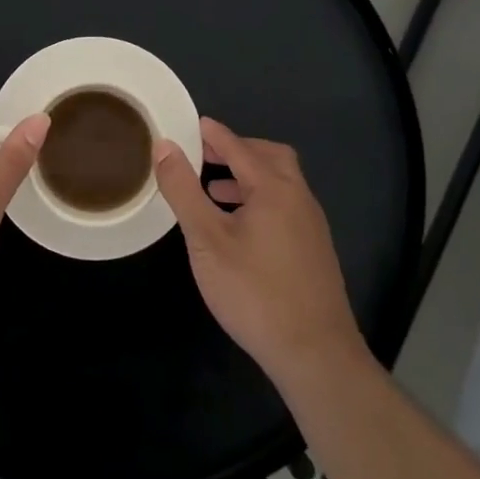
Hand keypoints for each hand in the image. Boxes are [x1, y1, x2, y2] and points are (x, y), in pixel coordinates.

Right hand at [154, 118, 364, 382]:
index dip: (212, 134)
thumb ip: (184, 190)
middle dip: (237, 150)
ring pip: (280, 183)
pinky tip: (239, 228)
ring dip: (248, 176)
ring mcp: (311, 225)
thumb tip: (164, 146)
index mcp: (274, 188)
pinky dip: (260, 199)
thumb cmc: (254, 291)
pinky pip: (285, 206)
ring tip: (215, 190)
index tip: (189, 124)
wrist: (315, 354)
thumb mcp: (206, 239)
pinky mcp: (314, 250)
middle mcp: (299, 198)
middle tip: (204, 155)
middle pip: (270, 157)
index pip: (238, 147)